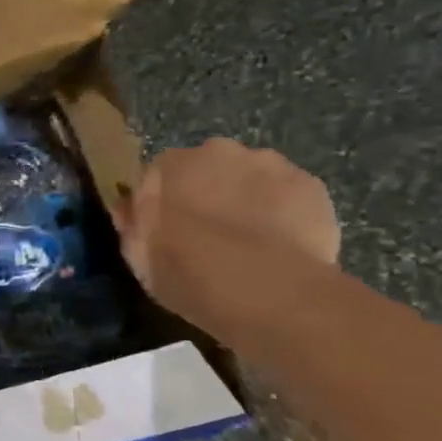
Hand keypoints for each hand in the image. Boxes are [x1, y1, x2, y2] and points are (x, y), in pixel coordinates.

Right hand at [114, 139, 339, 336]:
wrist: (261, 288)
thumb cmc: (184, 271)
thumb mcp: (138, 256)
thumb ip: (133, 224)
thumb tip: (129, 207)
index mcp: (168, 165)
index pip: (159, 175)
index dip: (165, 202)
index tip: (169, 229)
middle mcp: (217, 151)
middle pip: (211, 168)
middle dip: (210, 193)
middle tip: (212, 235)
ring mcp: (270, 164)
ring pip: (254, 179)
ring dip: (250, 200)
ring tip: (253, 244)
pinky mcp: (312, 185)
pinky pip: (292, 196)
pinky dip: (287, 214)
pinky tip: (283, 247)